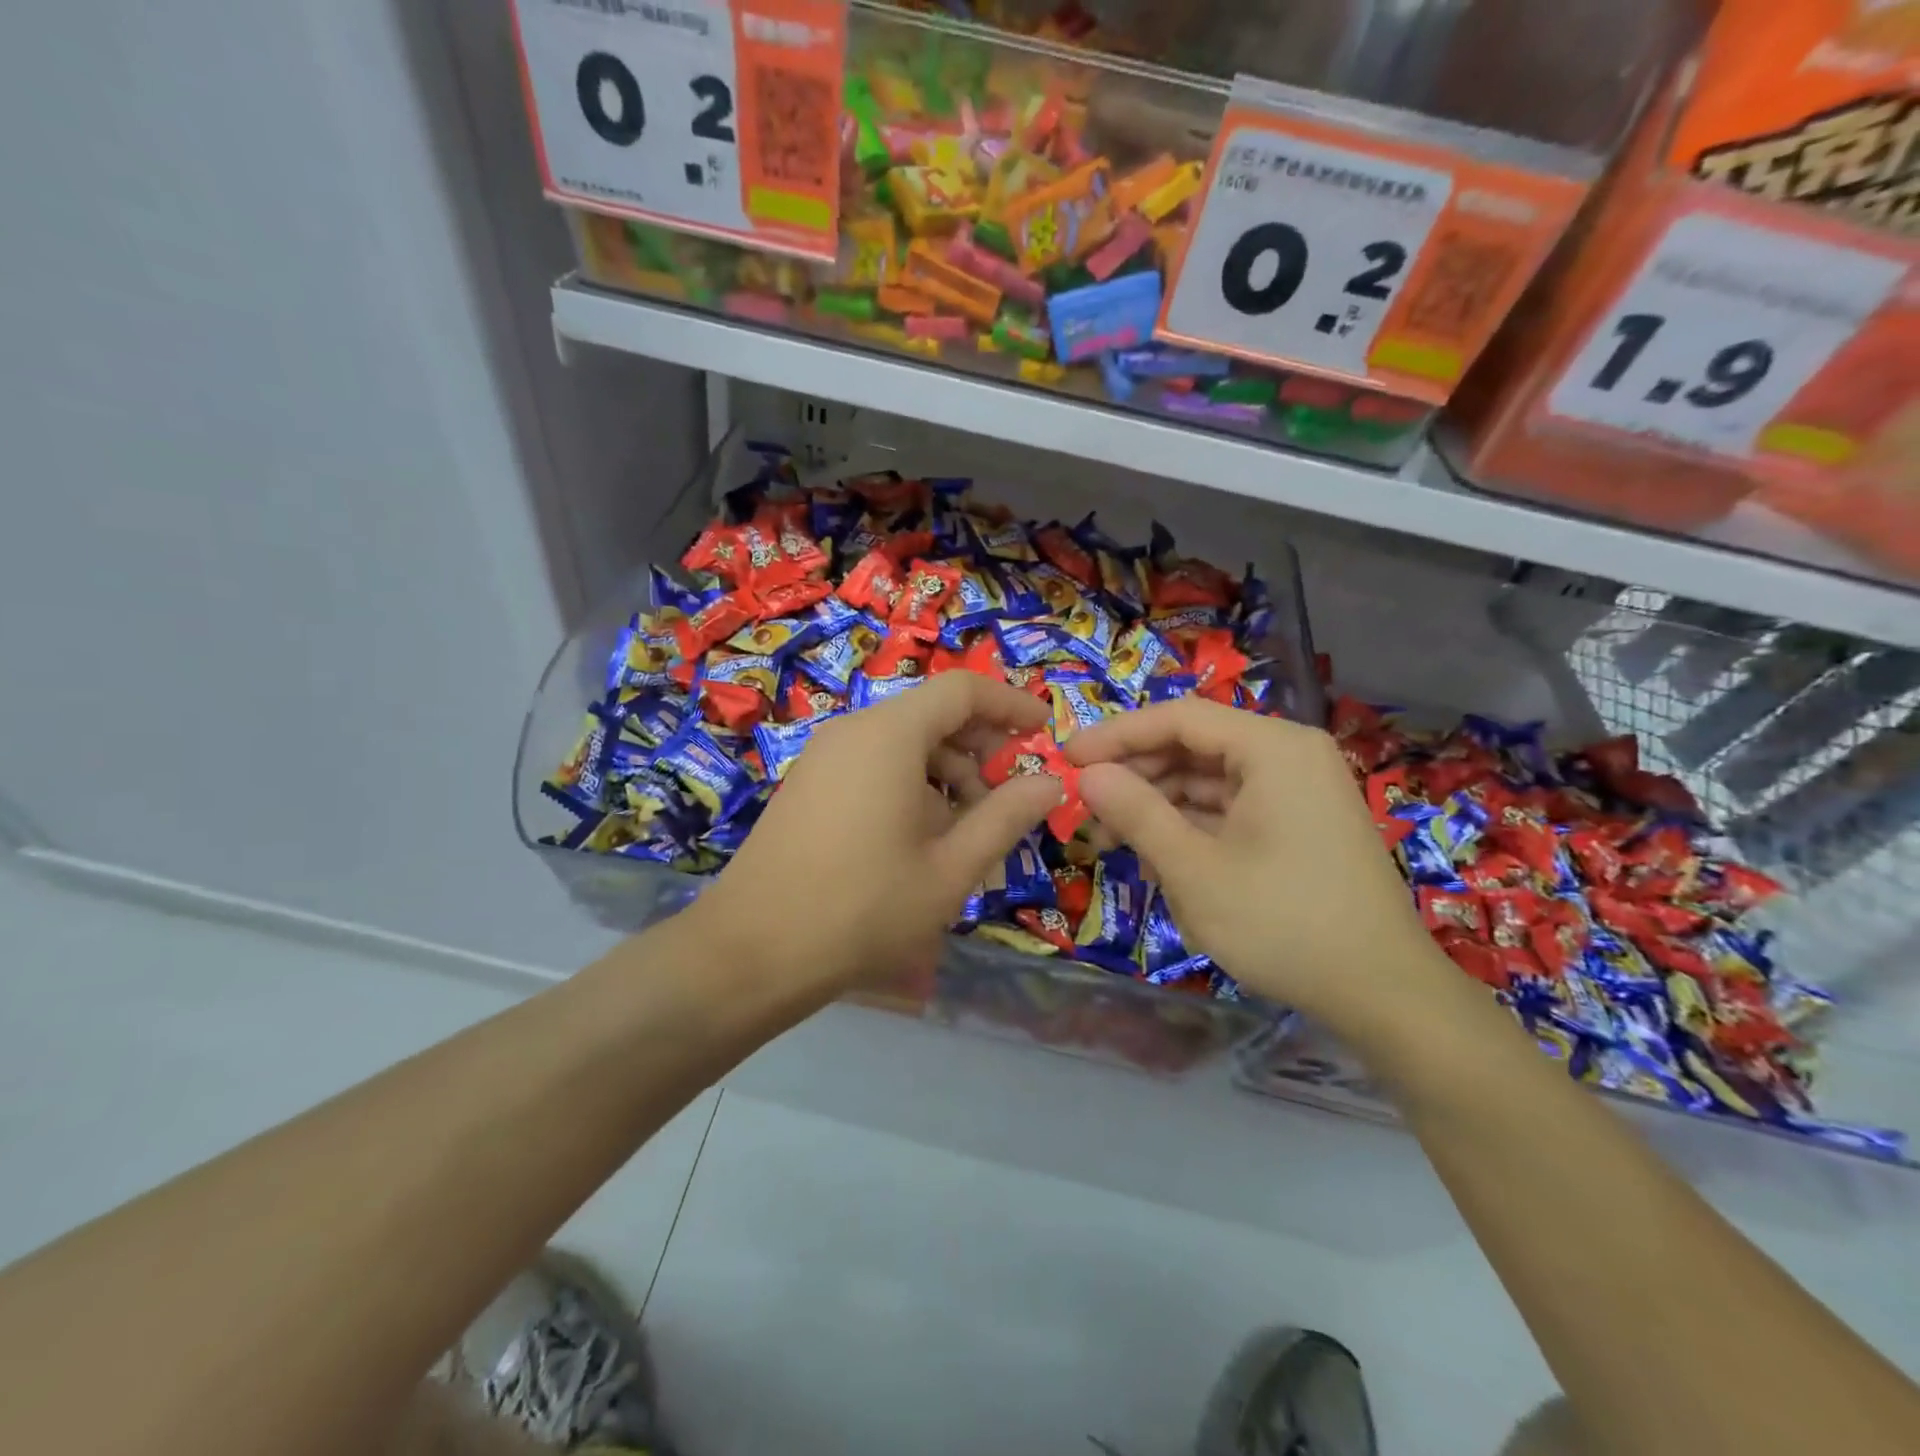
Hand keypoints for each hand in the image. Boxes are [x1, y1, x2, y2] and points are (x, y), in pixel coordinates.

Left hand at [692, 671, 1062, 995]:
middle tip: (1010, 793)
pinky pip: (872, 764)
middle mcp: (853, 731)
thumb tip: (1051, 783)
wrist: (752, 952)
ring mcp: (823, 757)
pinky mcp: (808, 785)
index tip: (1044, 732)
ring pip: (902, 743)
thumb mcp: (950, 869)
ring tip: (967, 830)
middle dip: (980, 746)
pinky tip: (920, 838)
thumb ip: (1006, 817)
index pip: (962, 690)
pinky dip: (910, 785)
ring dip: (946, 772)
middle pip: (931, 714)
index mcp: (889, 735)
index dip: (1010, 704)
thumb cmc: (863, 909)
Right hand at [1064, 698, 1451, 1030]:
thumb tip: (1087, 775)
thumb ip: (1136, 813)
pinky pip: (1230, 808)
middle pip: (1193, 745)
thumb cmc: (1284, 923)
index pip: (1178, 717)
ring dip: (1157, 805)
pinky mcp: (1298, 824)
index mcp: (1273, 748)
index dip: (1116, 735)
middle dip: (1135, 775)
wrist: (1384, 995)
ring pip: (1208, 780)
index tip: (1066, 759)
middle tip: (1085, 808)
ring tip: (1110, 840)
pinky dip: (1189, 826)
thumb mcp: (1194, 869)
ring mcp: (1297, 791)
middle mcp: (1288, 755)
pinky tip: (1155, 856)